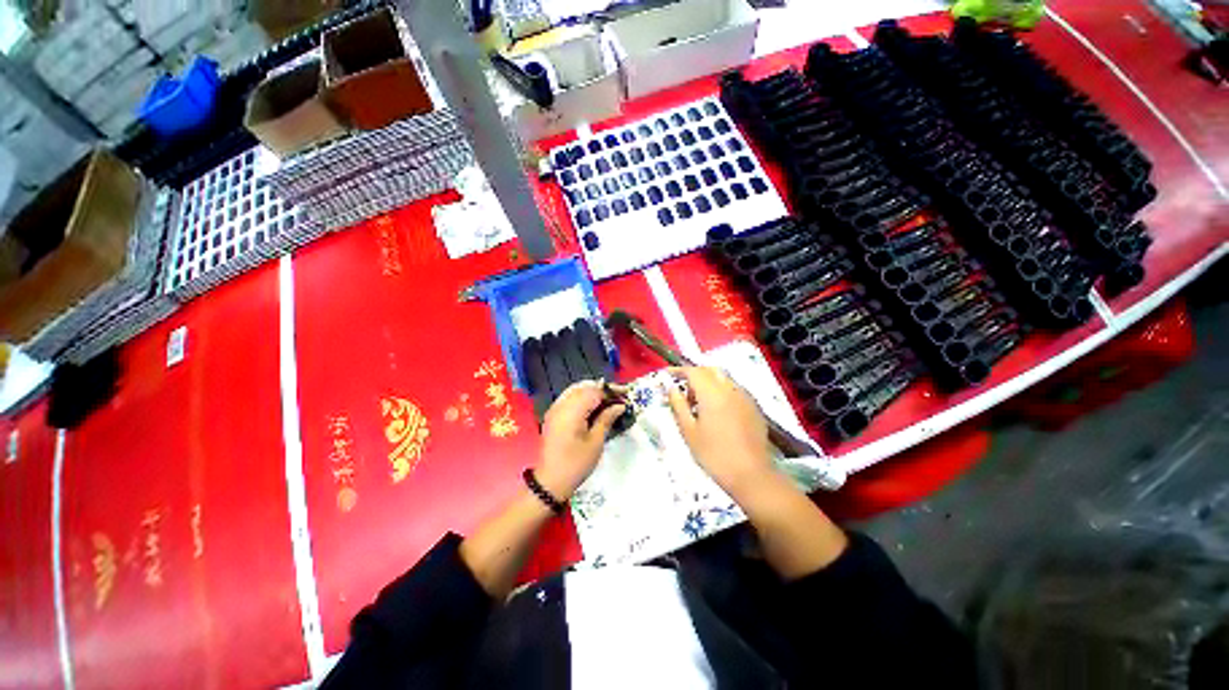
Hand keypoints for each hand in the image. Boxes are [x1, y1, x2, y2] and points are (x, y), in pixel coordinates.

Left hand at [536, 381, 626, 500]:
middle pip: (584, 387)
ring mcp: (555, 409)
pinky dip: (582, 397)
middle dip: (602, 389)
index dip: (611, 391)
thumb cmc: (576, 464)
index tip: (626, 394)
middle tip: (619, 395)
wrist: (550, 481)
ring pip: (576, 390)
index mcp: (572, 411)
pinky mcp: (553, 415)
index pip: (594, 392)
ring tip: (608, 399)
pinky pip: (569, 397)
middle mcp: (561, 405)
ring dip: (592, 391)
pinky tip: (593, 405)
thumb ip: (606, 419)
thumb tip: (620, 406)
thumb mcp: (596, 442)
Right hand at [666, 367, 774, 496]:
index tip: (667, 374)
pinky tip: (718, 413)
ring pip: (724, 379)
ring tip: (700, 406)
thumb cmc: (713, 454)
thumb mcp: (688, 431)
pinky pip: (735, 390)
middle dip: (695, 375)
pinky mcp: (754, 407)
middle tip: (684, 393)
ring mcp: (745, 397)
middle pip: (710, 371)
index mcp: (712, 393)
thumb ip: (678, 405)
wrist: (751, 475)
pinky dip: (722, 392)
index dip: (679, 370)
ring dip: (709, 384)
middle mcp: (730, 389)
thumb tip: (670, 387)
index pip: (693, 371)